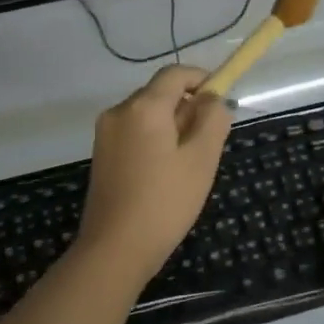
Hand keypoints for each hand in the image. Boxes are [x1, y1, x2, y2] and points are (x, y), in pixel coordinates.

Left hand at [76, 65, 232, 283]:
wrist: (115, 249)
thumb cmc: (165, 202)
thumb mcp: (201, 159)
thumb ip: (213, 120)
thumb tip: (215, 99)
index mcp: (143, 107)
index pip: (175, 74)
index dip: (202, 79)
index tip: (222, 100)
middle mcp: (119, 111)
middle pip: (160, 94)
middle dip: (188, 108)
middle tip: (210, 142)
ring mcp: (105, 134)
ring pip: (147, 115)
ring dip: (172, 127)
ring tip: (189, 164)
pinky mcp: (101, 155)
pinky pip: (134, 133)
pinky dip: (154, 141)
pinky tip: (165, 174)